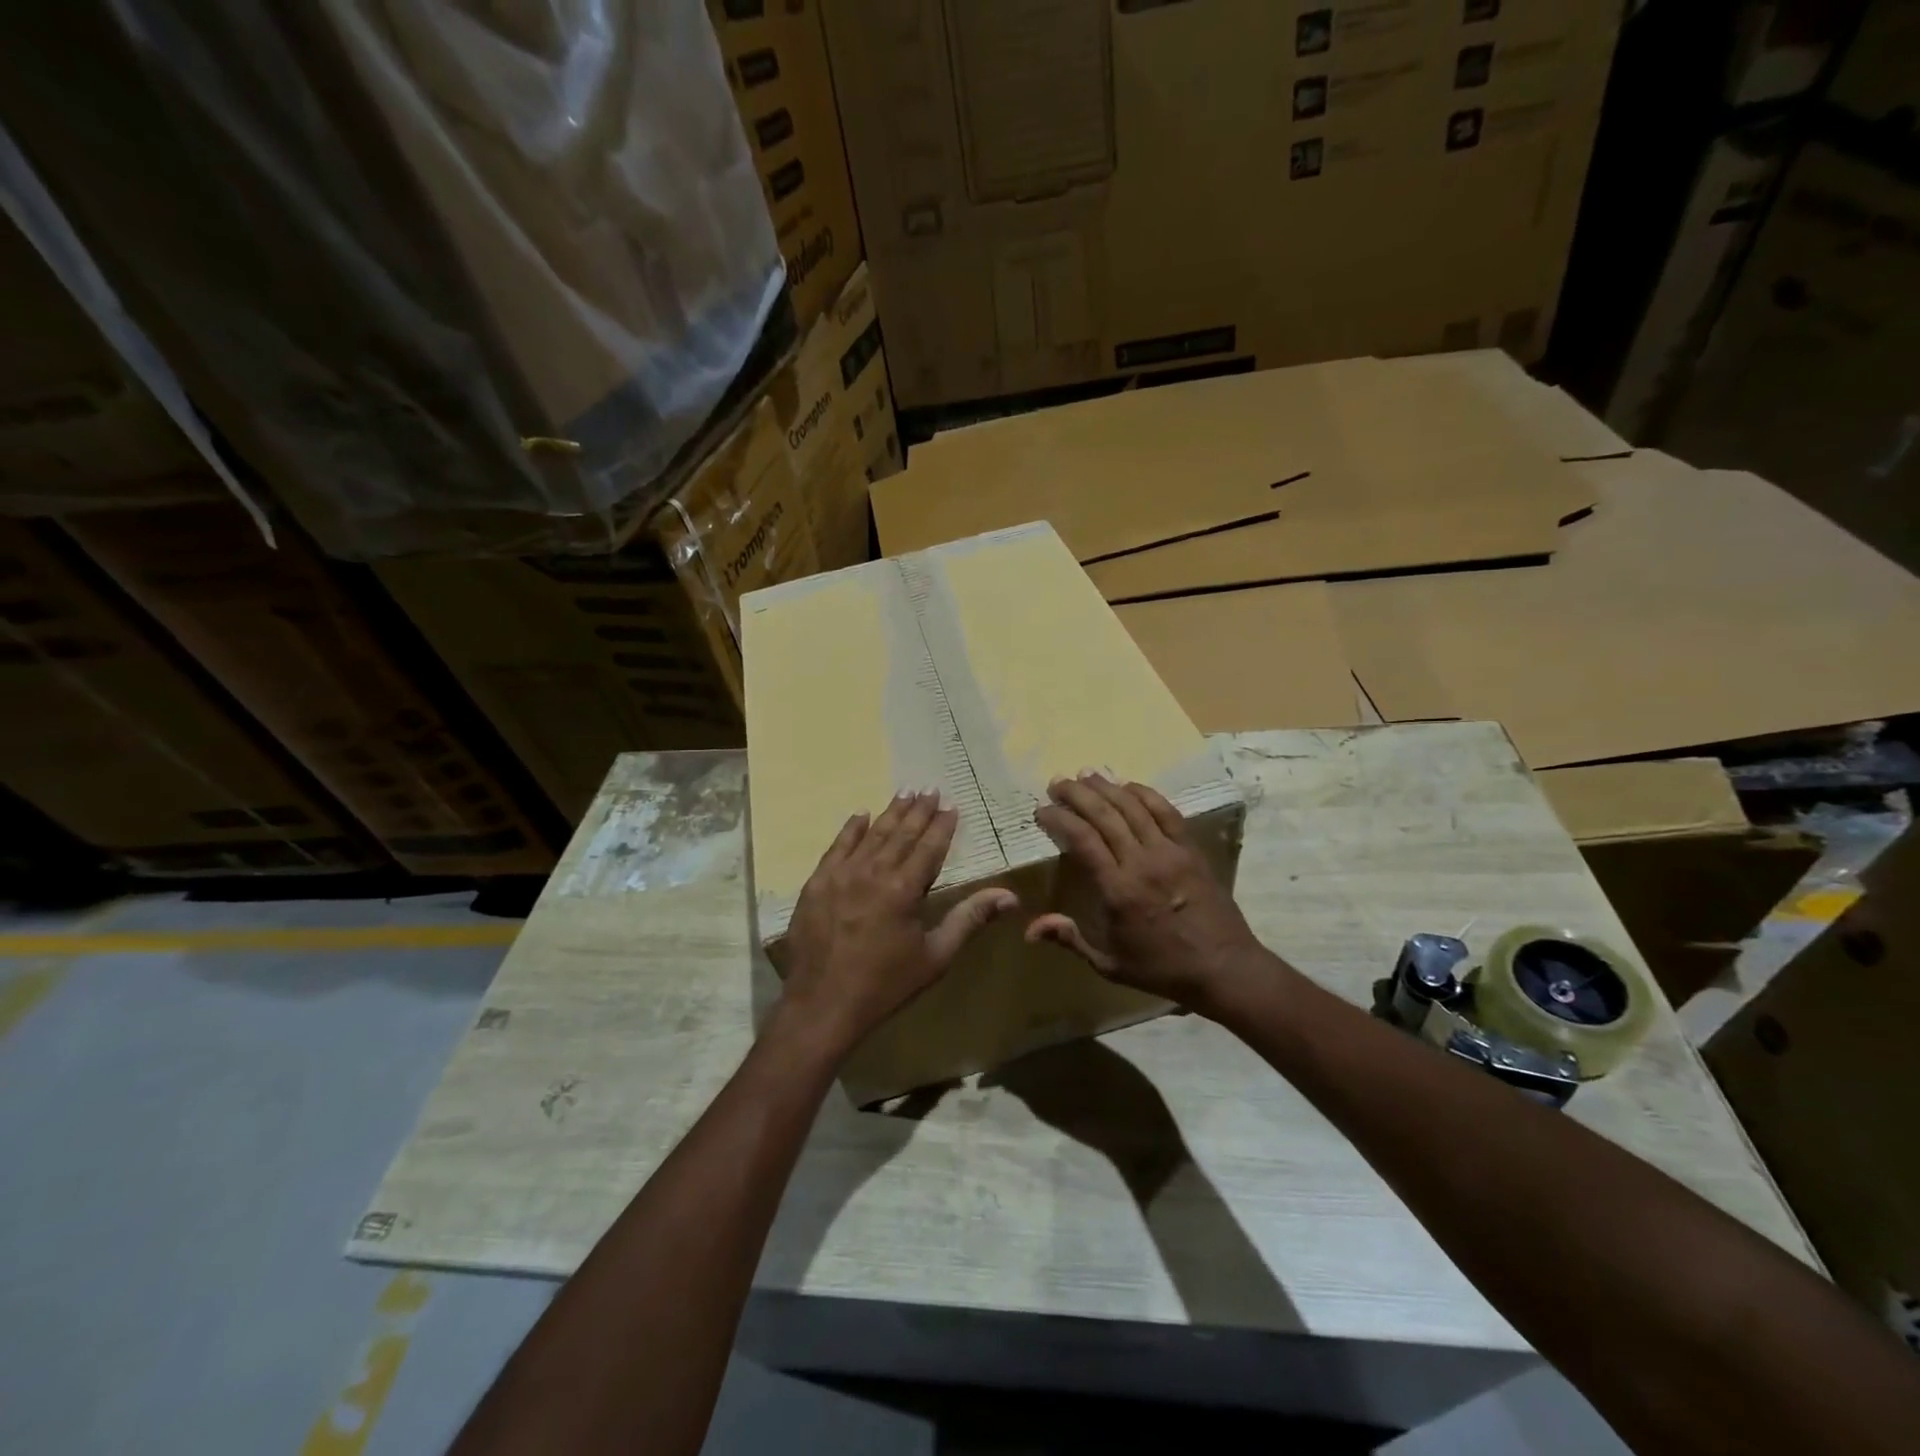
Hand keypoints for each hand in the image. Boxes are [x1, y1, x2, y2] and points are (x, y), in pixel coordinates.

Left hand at [778, 789, 1017, 1057]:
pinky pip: (836, 847)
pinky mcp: (817, 883)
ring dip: (889, 813)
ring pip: (871, 835)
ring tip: (904, 793)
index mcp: (904, 889)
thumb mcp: (935, 956)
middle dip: (918, 811)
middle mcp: (873, 872)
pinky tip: (859, 815)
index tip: (951, 806)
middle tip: (929, 789)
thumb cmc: (885, 984)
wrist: (822, 1004)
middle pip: (900, 834)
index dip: (942, 826)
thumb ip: (969, 920)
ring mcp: (841, 875)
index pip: (928, 847)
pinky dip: (850, 830)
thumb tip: (1009, 896)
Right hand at [1028, 772, 1273, 1016]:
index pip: (1082, 840)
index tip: (1042, 810)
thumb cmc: (1162, 968)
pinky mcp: (1191, 849)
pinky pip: (1166, 812)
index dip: (1059, 818)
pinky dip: (1145, 794)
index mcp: (1118, 890)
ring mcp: (1170, 852)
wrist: (1224, 967)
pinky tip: (1128, 785)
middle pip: (1104, 814)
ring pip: (1133, 807)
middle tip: (1057, 782)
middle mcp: (1142, 862)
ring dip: (1107, 787)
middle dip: (1077, 794)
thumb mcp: (1109, 964)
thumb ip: (1070, 940)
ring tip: (1086, 775)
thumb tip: (1030, 930)